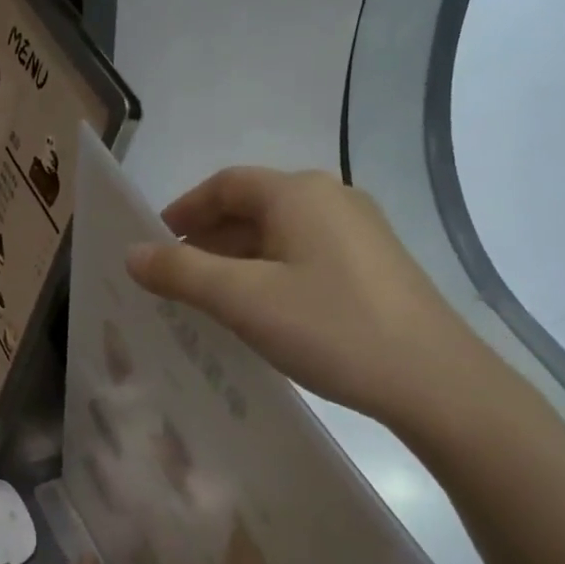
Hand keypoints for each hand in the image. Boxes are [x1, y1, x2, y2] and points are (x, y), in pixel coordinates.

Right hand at [125, 167, 494, 442]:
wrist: (431, 379)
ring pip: (279, 235)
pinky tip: (261, 312)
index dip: (184, 209)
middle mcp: (331, 199)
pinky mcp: (372, 266)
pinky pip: (304, 257)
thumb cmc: (330, 328)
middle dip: (207, 239)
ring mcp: (358, 232)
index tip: (154, 243)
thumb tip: (133, 254)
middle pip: (253, 207)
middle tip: (174, 280)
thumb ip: (182, 273)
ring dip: (237, 260)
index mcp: (298, 194)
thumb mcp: (244, 300)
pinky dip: (269, 274)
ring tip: (208, 301)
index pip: (226, 184)